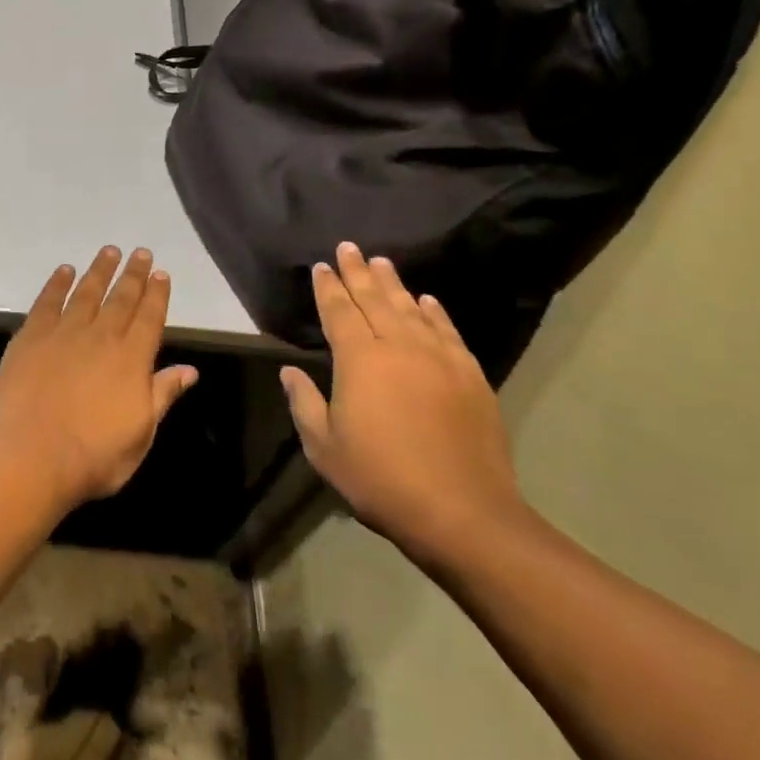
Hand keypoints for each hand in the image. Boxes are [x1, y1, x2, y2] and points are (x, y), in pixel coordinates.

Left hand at [0, 247, 198, 507]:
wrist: (34, 457)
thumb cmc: (95, 456)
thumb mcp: (141, 434)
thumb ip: (162, 395)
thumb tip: (189, 370)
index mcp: (132, 360)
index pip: (149, 318)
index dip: (157, 294)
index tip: (161, 273)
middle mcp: (101, 337)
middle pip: (121, 298)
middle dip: (133, 274)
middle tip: (140, 252)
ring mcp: (63, 334)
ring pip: (86, 292)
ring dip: (99, 271)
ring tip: (109, 251)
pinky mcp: (30, 337)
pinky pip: (47, 302)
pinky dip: (57, 284)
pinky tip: (65, 271)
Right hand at [279, 242, 523, 566]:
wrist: (461, 511)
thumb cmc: (379, 478)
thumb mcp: (324, 446)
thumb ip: (304, 402)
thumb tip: (289, 371)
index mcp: (359, 360)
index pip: (339, 312)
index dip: (328, 288)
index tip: (321, 266)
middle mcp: (399, 347)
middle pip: (375, 300)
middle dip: (358, 273)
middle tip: (349, 248)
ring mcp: (440, 359)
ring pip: (412, 309)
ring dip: (394, 284)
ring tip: (382, 263)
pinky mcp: (470, 376)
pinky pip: (447, 331)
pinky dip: (435, 313)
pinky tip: (427, 301)